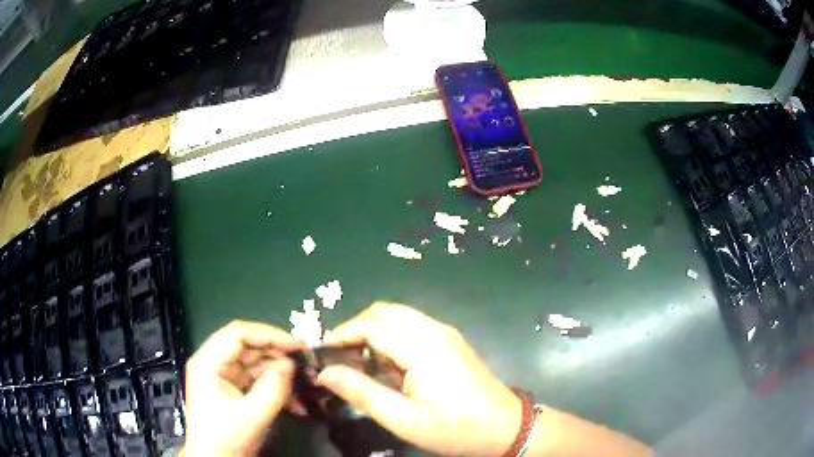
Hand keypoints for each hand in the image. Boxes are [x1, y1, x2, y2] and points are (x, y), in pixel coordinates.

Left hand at [183, 320, 302, 455]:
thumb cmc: (227, 438)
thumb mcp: (253, 415)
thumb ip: (273, 387)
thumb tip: (290, 364)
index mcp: (209, 362)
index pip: (239, 333)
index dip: (270, 335)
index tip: (297, 346)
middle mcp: (214, 362)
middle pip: (248, 346)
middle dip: (278, 355)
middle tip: (305, 364)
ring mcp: (223, 376)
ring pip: (256, 363)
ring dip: (280, 374)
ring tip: (303, 387)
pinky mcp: (232, 389)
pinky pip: (256, 379)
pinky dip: (275, 387)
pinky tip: (294, 403)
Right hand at [317, 303, 521, 455]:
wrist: (506, 427)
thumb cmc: (455, 428)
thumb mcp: (404, 419)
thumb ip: (362, 393)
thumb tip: (325, 374)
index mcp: (421, 346)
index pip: (370, 325)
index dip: (342, 335)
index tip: (322, 353)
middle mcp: (433, 330)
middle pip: (383, 312)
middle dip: (355, 329)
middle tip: (338, 357)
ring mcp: (445, 333)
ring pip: (398, 316)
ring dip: (373, 331)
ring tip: (357, 361)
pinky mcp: (450, 341)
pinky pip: (412, 326)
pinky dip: (391, 336)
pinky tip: (386, 363)